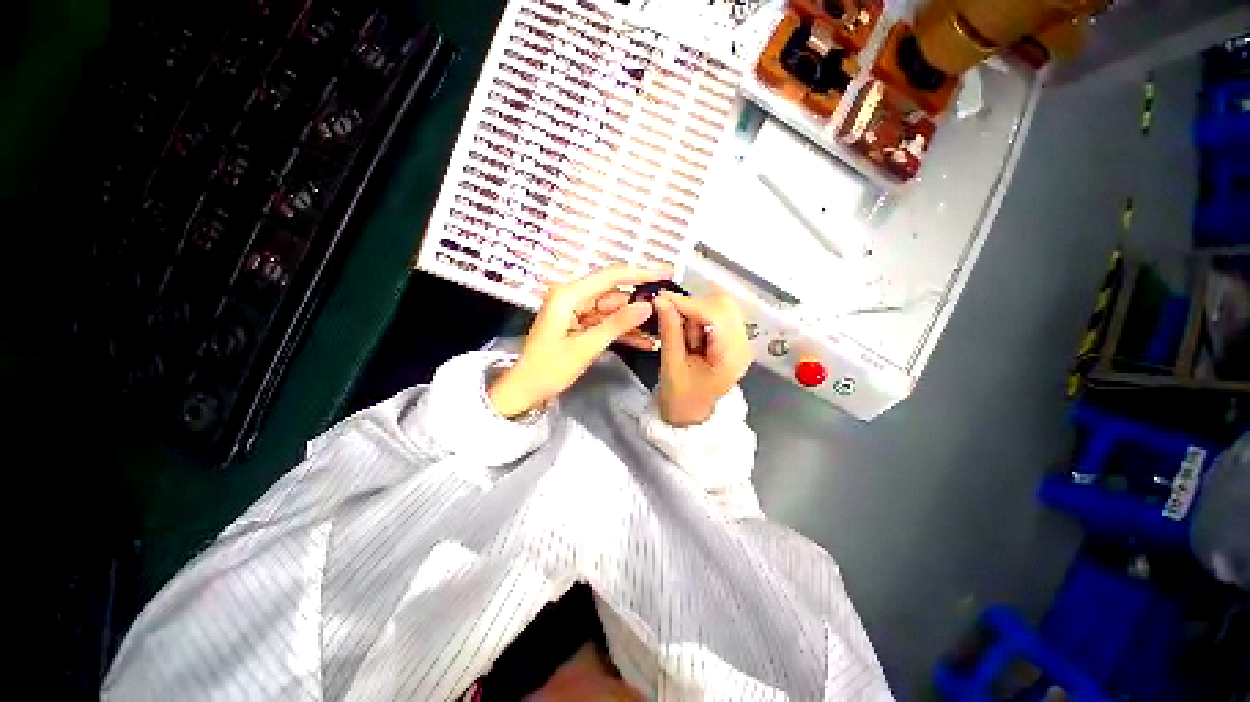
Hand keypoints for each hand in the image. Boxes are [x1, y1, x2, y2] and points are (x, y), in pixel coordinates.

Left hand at [489, 265, 668, 417]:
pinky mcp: (579, 324)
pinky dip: (622, 331)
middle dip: (639, 302)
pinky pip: (606, 323)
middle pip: (613, 293)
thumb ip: (617, 324)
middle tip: (667, 309)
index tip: (666, 272)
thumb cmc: (549, 369)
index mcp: (568, 295)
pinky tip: (644, 341)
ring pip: (613, 310)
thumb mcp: (586, 347)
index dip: (640, 273)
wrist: (526, 389)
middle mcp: (572, 297)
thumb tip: (647, 306)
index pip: (610, 276)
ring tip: (660, 328)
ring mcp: (576, 311)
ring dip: (633, 321)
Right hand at [653, 291, 752, 426]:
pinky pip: (718, 315)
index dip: (689, 303)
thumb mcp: (671, 365)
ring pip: (721, 307)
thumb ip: (669, 330)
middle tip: (671, 317)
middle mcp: (742, 345)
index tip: (662, 298)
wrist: (692, 416)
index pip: (715, 315)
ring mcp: (740, 341)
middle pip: (723, 305)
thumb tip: (661, 300)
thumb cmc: (681, 398)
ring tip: (684, 337)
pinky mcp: (733, 340)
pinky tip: (690, 335)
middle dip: (694, 307)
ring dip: (697, 313)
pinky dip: (700, 317)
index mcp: (730, 356)